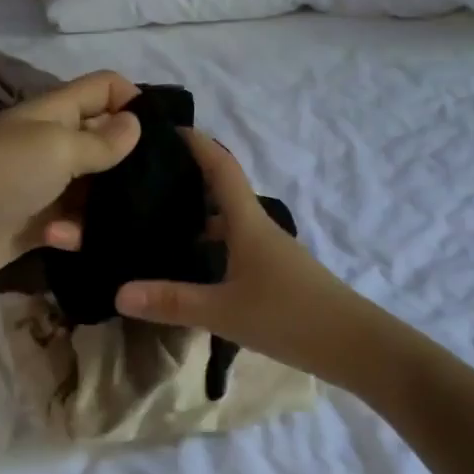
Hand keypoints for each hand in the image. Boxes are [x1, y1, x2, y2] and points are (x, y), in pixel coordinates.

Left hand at [0, 71, 142, 278]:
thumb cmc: (2, 174)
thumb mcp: (57, 147)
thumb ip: (100, 141)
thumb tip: (135, 125)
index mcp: (55, 113)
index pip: (103, 88)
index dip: (133, 100)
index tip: (161, 132)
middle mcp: (53, 144)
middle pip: (104, 141)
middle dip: (130, 160)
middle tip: (160, 183)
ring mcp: (46, 185)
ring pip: (93, 189)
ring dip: (104, 204)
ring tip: (119, 218)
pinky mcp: (39, 224)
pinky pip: (73, 224)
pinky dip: (75, 232)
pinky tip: (65, 239)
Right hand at [115, 129, 371, 379]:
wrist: (355, 346)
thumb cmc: (289, 317)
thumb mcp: (223, 311)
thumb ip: (171, 301)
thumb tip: (118, 292)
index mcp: (248, 223)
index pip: (221, 168)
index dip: (197, 143)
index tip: (166, 127)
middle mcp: (259, 229)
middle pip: (222, 192)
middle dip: (187, 180)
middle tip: (145, 181)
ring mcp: (270, 253)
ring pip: (228, 223)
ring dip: (198, 216)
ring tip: (158, 223)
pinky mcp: (275, 275)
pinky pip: (235, 247)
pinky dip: (211, 245)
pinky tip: (192, 266)